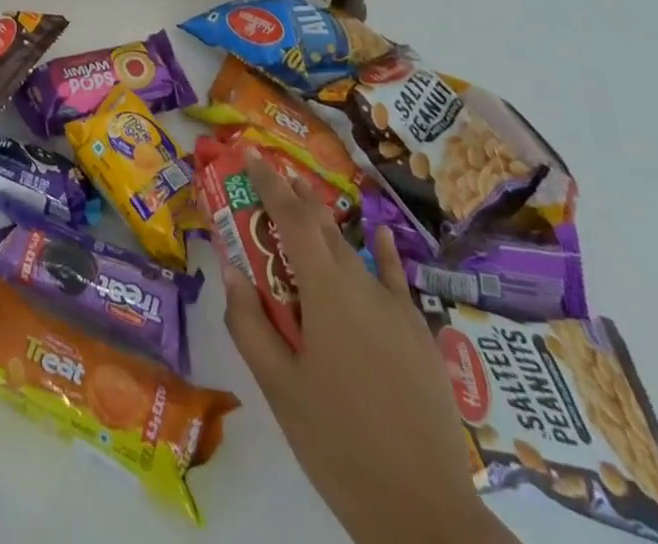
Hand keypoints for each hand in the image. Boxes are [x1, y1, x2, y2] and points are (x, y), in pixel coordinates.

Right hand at [222, 155, 511, 543]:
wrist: (427, 512)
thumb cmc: (339, 443)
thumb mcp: (279, 387)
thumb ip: (249, 322)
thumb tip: (230, 267)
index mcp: (326, 291)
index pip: (292, 216)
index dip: (268, 180)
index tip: (249, 151)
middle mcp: (362, 286)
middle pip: (323, 225)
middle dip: (293, 195)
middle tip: (268, 173)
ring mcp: (396, 310)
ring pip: (353, 250)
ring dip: (324, 222)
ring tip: (304, 199)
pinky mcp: (419, 336)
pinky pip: (395, 279)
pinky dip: (382, 252)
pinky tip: (379, 234)